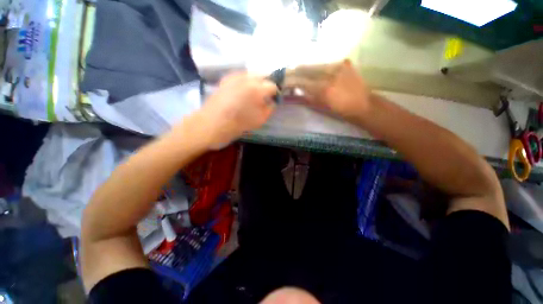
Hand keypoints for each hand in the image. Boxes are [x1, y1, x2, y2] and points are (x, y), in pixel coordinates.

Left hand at [198, 72, 277, 145]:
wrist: (213, 123)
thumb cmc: (239, 124)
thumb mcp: (260, 120)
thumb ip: (270, 108)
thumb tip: (272, 102)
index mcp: (257, 88)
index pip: (272, 85)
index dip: (275, 92)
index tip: (275, 98)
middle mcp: (247, 78)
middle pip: (262, 75)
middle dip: (266, 84)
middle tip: (266, 94)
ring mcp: (235, 77)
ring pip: (251, 74)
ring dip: (256, 81)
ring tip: (255, 92)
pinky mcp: (226, 79)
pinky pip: (240, 76)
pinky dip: (245, 81)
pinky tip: (243, 90)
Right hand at [285, 60, 371, 120]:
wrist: (363, 104)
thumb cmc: (340, 111)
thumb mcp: (320, 108)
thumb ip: (304, 99)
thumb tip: (291, 95)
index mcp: (323, 89)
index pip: (300, 81)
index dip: (289, 81)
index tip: (282, 82)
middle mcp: (329, 74)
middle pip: (305, 68)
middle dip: (293, 72)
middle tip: (286, 75)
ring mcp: (338, 65)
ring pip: (314, 64)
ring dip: (304, 69)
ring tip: (297, 73)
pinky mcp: (344, 62)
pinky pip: (324, 63)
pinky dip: (316, 67)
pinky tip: (313, 71)